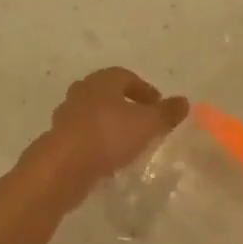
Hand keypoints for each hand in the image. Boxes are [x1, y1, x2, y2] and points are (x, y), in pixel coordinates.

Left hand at [26, 67, 188, 198]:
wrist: (63, 166)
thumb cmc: (108, 135)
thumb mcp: (147, 124)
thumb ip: (166, 113)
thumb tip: (184, 101)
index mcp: (102, 81)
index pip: (126, 77)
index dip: (145, 90)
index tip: (158, 108)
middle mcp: (82, 92)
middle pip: (108, 94)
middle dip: (126, 106)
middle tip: (143, 123)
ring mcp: (66, 116)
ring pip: (94, 115)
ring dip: (110, 126)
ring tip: (128, 144)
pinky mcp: (59, 140)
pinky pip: (84, 136)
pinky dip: (97, 143)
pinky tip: (108, 160)